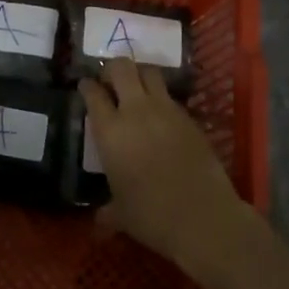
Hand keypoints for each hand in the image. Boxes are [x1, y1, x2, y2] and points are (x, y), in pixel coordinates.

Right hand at [79, 59, 253, 285]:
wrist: (203, 216)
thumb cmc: (152, 216)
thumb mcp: (121, 214)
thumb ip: (107, 211)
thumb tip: (99, 221)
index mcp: (111, 131)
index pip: (93, 94)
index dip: (87, 86)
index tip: (85, 85)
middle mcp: (136, 111)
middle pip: (122, 68)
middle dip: (113, 69)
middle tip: (110, 81)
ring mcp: (166, 110)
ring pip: (149, 72)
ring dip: (139, 75)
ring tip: (136, 89)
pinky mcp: (189, 117)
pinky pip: (170, 96)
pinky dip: (161, 98)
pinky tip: (160, 116)